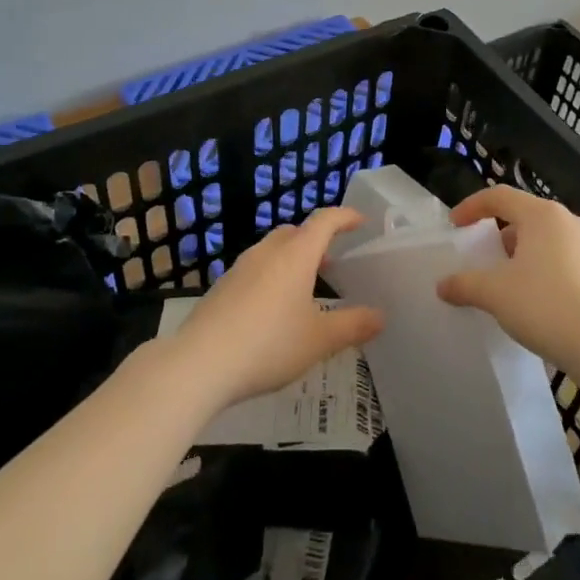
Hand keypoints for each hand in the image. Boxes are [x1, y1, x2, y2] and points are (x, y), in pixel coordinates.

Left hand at [170, 207, 383, 409]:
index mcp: (296, 254)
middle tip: (331, 259)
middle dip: (315, 239)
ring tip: (304, 286)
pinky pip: (255, 270)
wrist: (200, 363)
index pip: (324, 221)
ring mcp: (240, 268)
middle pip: (295, 232)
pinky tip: (272, 309)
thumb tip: (380, 316)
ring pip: (272, 250)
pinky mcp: (221, 288)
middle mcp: (267, 252)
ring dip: (291, 258)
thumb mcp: (319, 340)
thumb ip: (352, 325)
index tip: (360, 221)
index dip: (344, 217)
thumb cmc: (269, 344)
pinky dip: (271, 276)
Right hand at [436, 186, 579, 375]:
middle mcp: (571, 221)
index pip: (500, 196)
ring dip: (525, 255)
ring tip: (511, 284)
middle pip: (526, 217)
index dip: (472, 206)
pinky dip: (548, 271)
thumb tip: (443, 285)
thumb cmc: (546, 306)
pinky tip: (541, 302)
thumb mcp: (495, 294)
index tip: (455, 225)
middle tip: (484, 259)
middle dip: (501, 235)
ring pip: (549, 240)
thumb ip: (465, 285)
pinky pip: (568, 261)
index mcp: (543, 215)